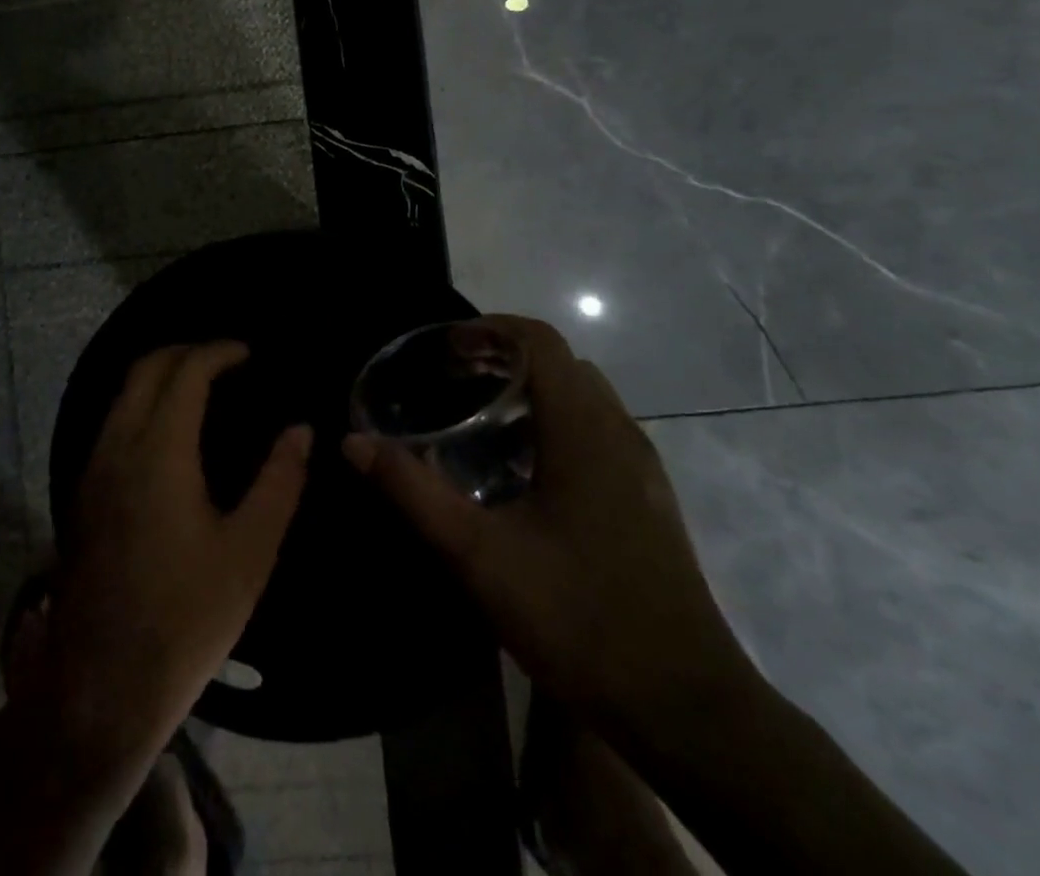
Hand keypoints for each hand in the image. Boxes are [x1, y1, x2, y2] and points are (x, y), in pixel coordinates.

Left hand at [38, 342, 311, 764]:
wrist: (101, 687)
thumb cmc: (187, 617)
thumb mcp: (250, 551)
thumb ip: (280, 481)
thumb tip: (301, 429)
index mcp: (159, 451)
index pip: (185, 371)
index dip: (218, 351)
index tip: (249, 353)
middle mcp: (118, 446)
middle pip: (145, 368)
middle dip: (186, 351)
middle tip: (228, 360)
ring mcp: (93, 469)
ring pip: (123, 393)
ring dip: (162, 375)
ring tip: (204, 386)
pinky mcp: (84, 493)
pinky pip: (114, 420)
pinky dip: (144, 401)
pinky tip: (171, 430)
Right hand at [343, 316, 751, 736]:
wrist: (686, 710)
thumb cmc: (578, 617)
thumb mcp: (478, 553)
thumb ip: (413, 492)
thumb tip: (353, 443)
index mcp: (584, 429)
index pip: (540, 340)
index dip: (489, 329)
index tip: (443, 348)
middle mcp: (619, 433)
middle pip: (560, 364)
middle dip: (503, 357)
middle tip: (451, 380)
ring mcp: (642, 469)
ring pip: (583, 399)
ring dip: (531, 392)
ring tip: (478, 420)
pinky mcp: (648, 502)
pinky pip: (597, 434)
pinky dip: (555, 425)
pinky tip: (522, 475)